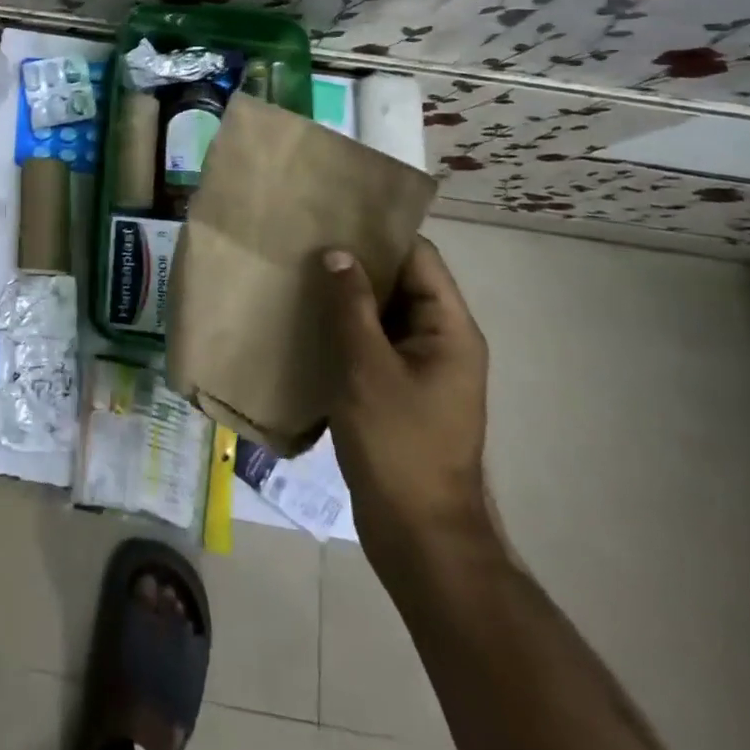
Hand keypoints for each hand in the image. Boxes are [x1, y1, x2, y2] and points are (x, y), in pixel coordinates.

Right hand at [326, 238, 491, 572]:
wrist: (418, 535)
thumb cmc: (398, 445)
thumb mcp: (367, 368)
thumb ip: (352, 306)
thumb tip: (337, 253)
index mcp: (449, 329)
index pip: (420, 257)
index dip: (380, 233)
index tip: (334, 214)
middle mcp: (442, 340)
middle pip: (402, 282)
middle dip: (358, 262)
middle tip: (306, 240)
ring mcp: (422, 367)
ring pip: (384, 312)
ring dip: (348, 295)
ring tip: (300, 272)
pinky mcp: (400, 389)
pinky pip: (374, 342)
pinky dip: (346, 326)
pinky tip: (307, 319)